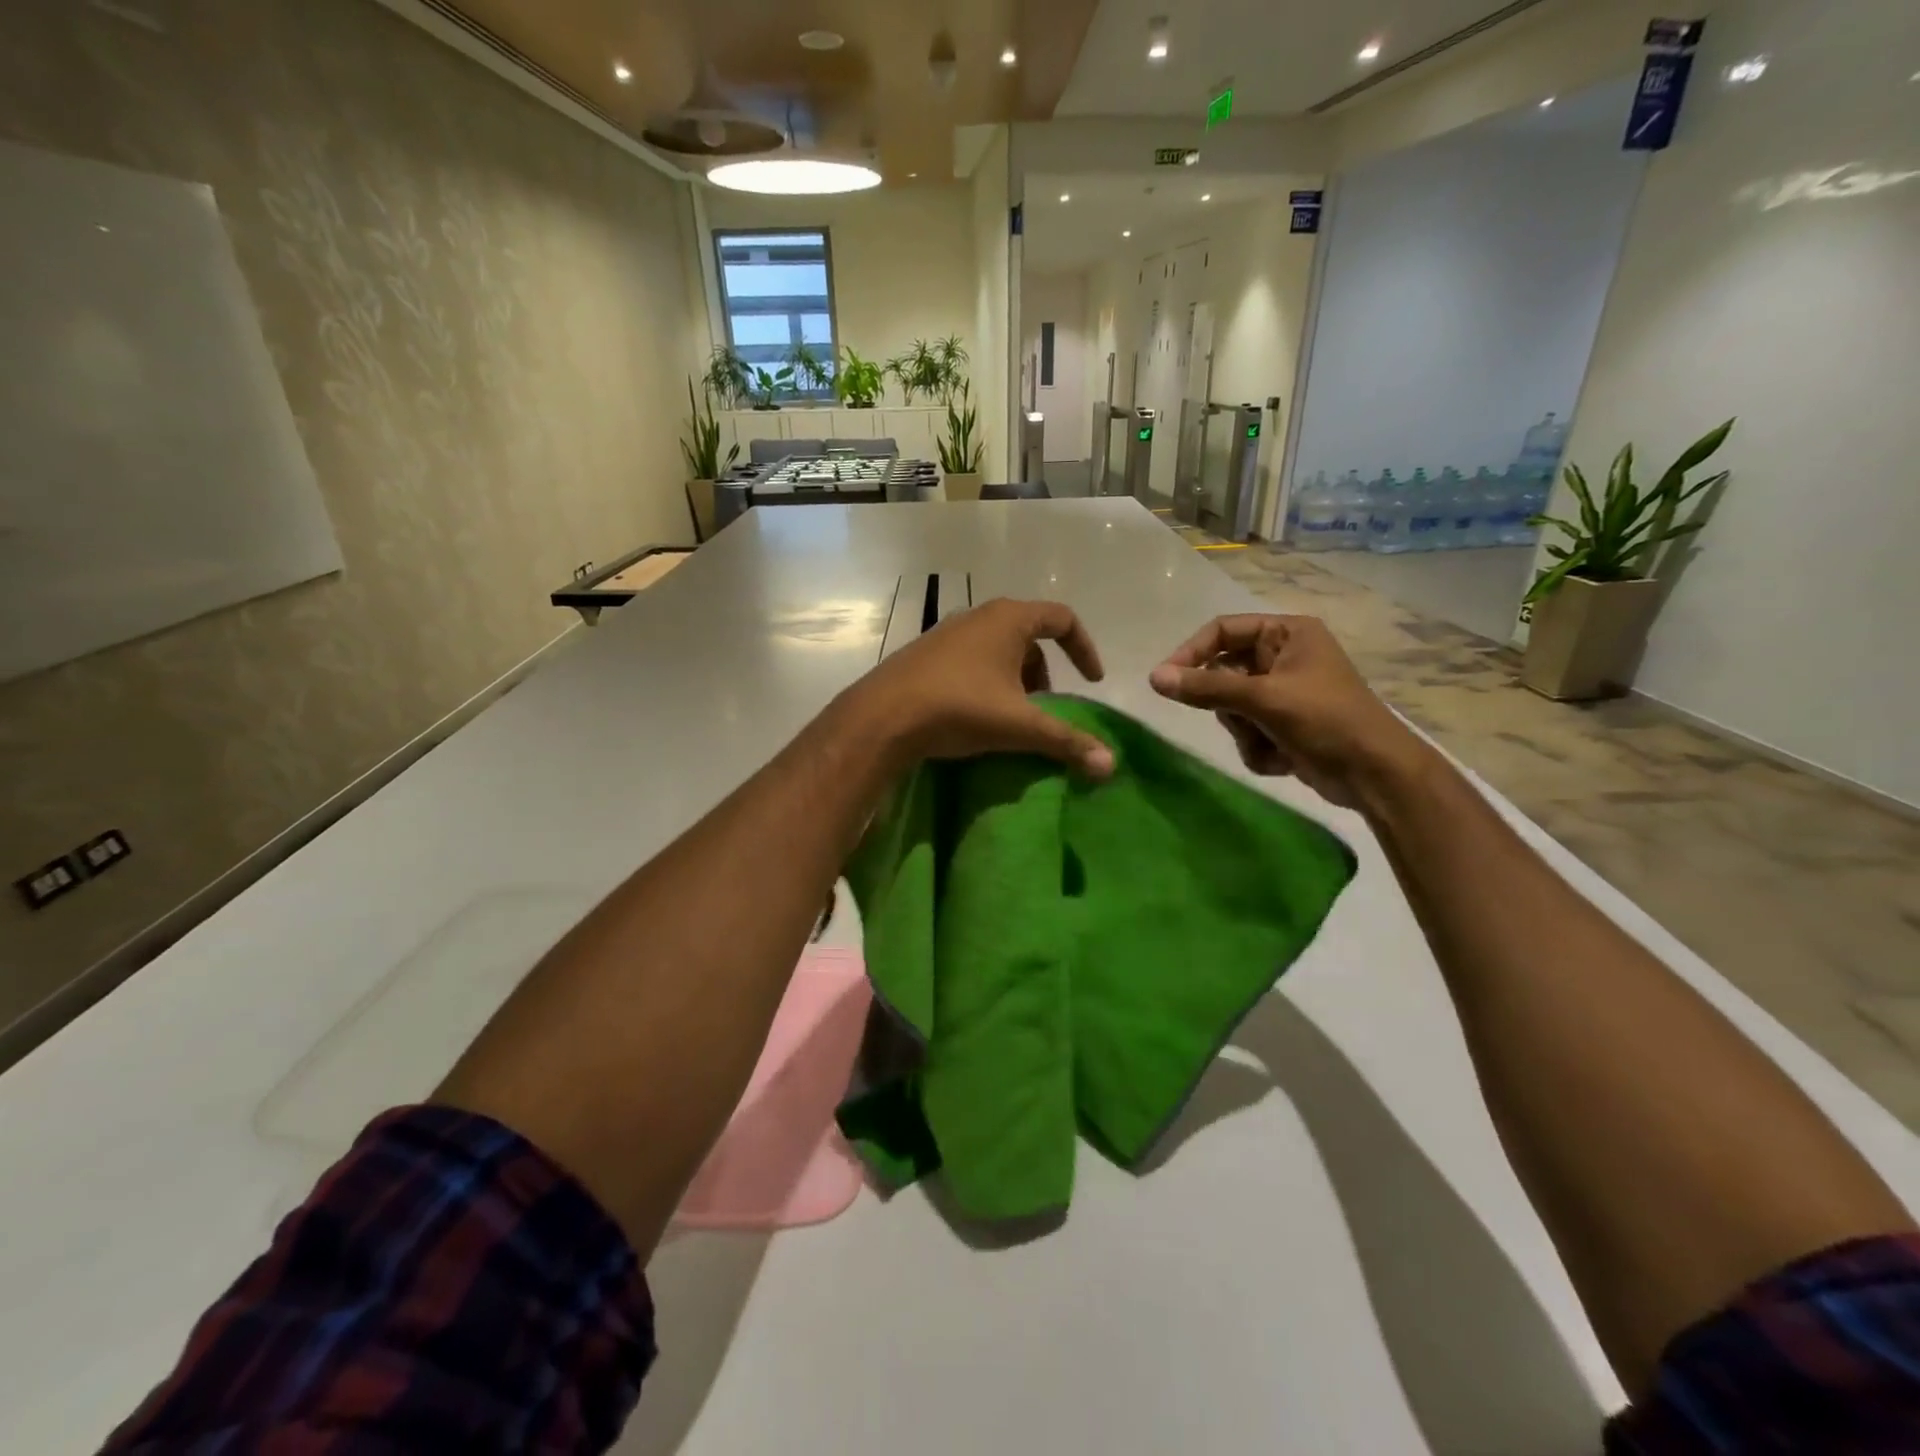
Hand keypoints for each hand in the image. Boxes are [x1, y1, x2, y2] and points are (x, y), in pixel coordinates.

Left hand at [851, 598, 1114, 778]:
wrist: (883, 717)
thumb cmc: (960, 707)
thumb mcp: (1020, 726)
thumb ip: (1067, 741)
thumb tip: (1111, 766)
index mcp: (1008, 619)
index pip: (1062, 619)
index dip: (1084, 649)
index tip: (1091, 682)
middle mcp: (978, 616)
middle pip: (1028, 636)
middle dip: (1044, 672)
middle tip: (1045, 708)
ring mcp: (947, 633)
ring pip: (997, 650)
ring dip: (1014, 679)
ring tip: (1012, 716)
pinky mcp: (925, 654)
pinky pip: (970, 661)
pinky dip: (986, 682)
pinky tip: (976, 715)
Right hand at [1148, 614, 1423, 808]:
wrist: (1375, 775)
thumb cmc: (1326, 720)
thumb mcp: (1264, 699)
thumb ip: (1206, 688)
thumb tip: (1154, 678)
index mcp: (1287, 634)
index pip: (1222, 630)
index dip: (1191, 653)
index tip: (1166, 680)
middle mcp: (1283, 657)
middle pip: (1223, 673)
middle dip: (1229, 706)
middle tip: (1241, 720)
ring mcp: (1283, 693)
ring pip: (1231, 707)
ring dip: (1244, 731)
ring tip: (1271, 742)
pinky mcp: (1283, 725)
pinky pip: (1246, 730)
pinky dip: (1257, 747)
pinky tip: (1283, 758)